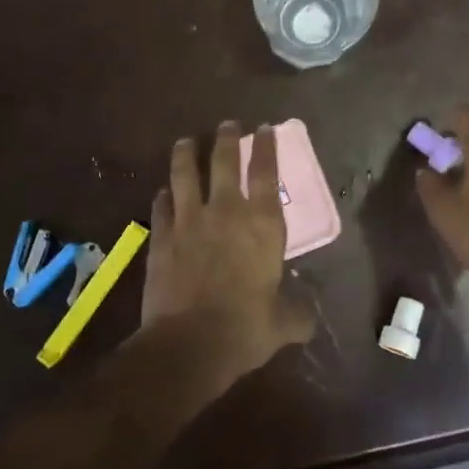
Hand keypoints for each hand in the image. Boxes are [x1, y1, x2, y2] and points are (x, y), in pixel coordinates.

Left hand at [141, 122, 316, 386]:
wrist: (188, 344)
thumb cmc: (245, 328)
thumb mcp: (283, 323)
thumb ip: (297, 312)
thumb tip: (308, 314)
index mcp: (262, 224)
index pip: (266, 172)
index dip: (267, 147)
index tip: (265, 128)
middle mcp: (225, 211)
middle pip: (224, 161)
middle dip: (227, 138)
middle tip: (228, 124)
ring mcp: (188, 220)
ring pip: (185, 174)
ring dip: (186, 154)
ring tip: (186, 141)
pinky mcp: (160, 236)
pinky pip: (161, 206)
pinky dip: (163, 196)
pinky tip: (163, 192)